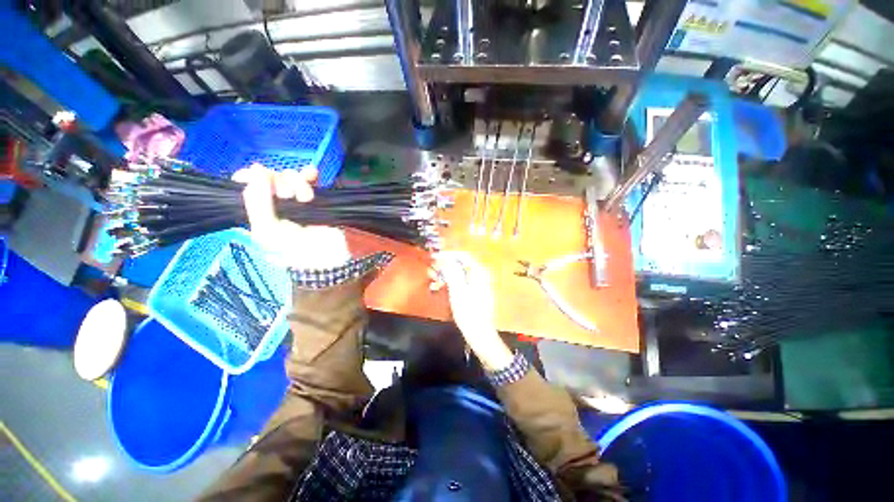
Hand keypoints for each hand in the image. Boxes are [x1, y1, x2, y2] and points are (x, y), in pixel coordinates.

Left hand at [233, 164, 349, 268]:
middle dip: (278, 183)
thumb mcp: (269, 231)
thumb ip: (257, 202)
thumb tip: (258, 168)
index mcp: (259, 214)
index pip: (247, 188)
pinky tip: (313, 174)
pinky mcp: (316, 197)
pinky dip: (309, 174)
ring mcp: (297, 200)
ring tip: (307, 199)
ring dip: (297, 183)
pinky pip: (309, 178)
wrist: (333, 253)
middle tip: (287, 196)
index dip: (250, 177)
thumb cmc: (298, 248)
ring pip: (289, 176)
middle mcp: (275, 204)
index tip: (256, 174)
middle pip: (269, 179)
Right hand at [430, 252, 513, 370]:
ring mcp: (479, 284)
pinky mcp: (476, 292)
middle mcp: (482, 275)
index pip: (464, 255)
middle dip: (447, 265)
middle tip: (433, 271)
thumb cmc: (468, 312)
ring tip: (435, 281)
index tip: (435, 257)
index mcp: (479, 272)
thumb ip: (452, 272)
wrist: (479, 333)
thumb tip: (444, 257)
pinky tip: (443, 288)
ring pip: (461, 273)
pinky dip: (452, 282)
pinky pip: (463, 282)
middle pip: (462, 264)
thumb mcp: (457, 290)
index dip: (448, 255)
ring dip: (448, 275)